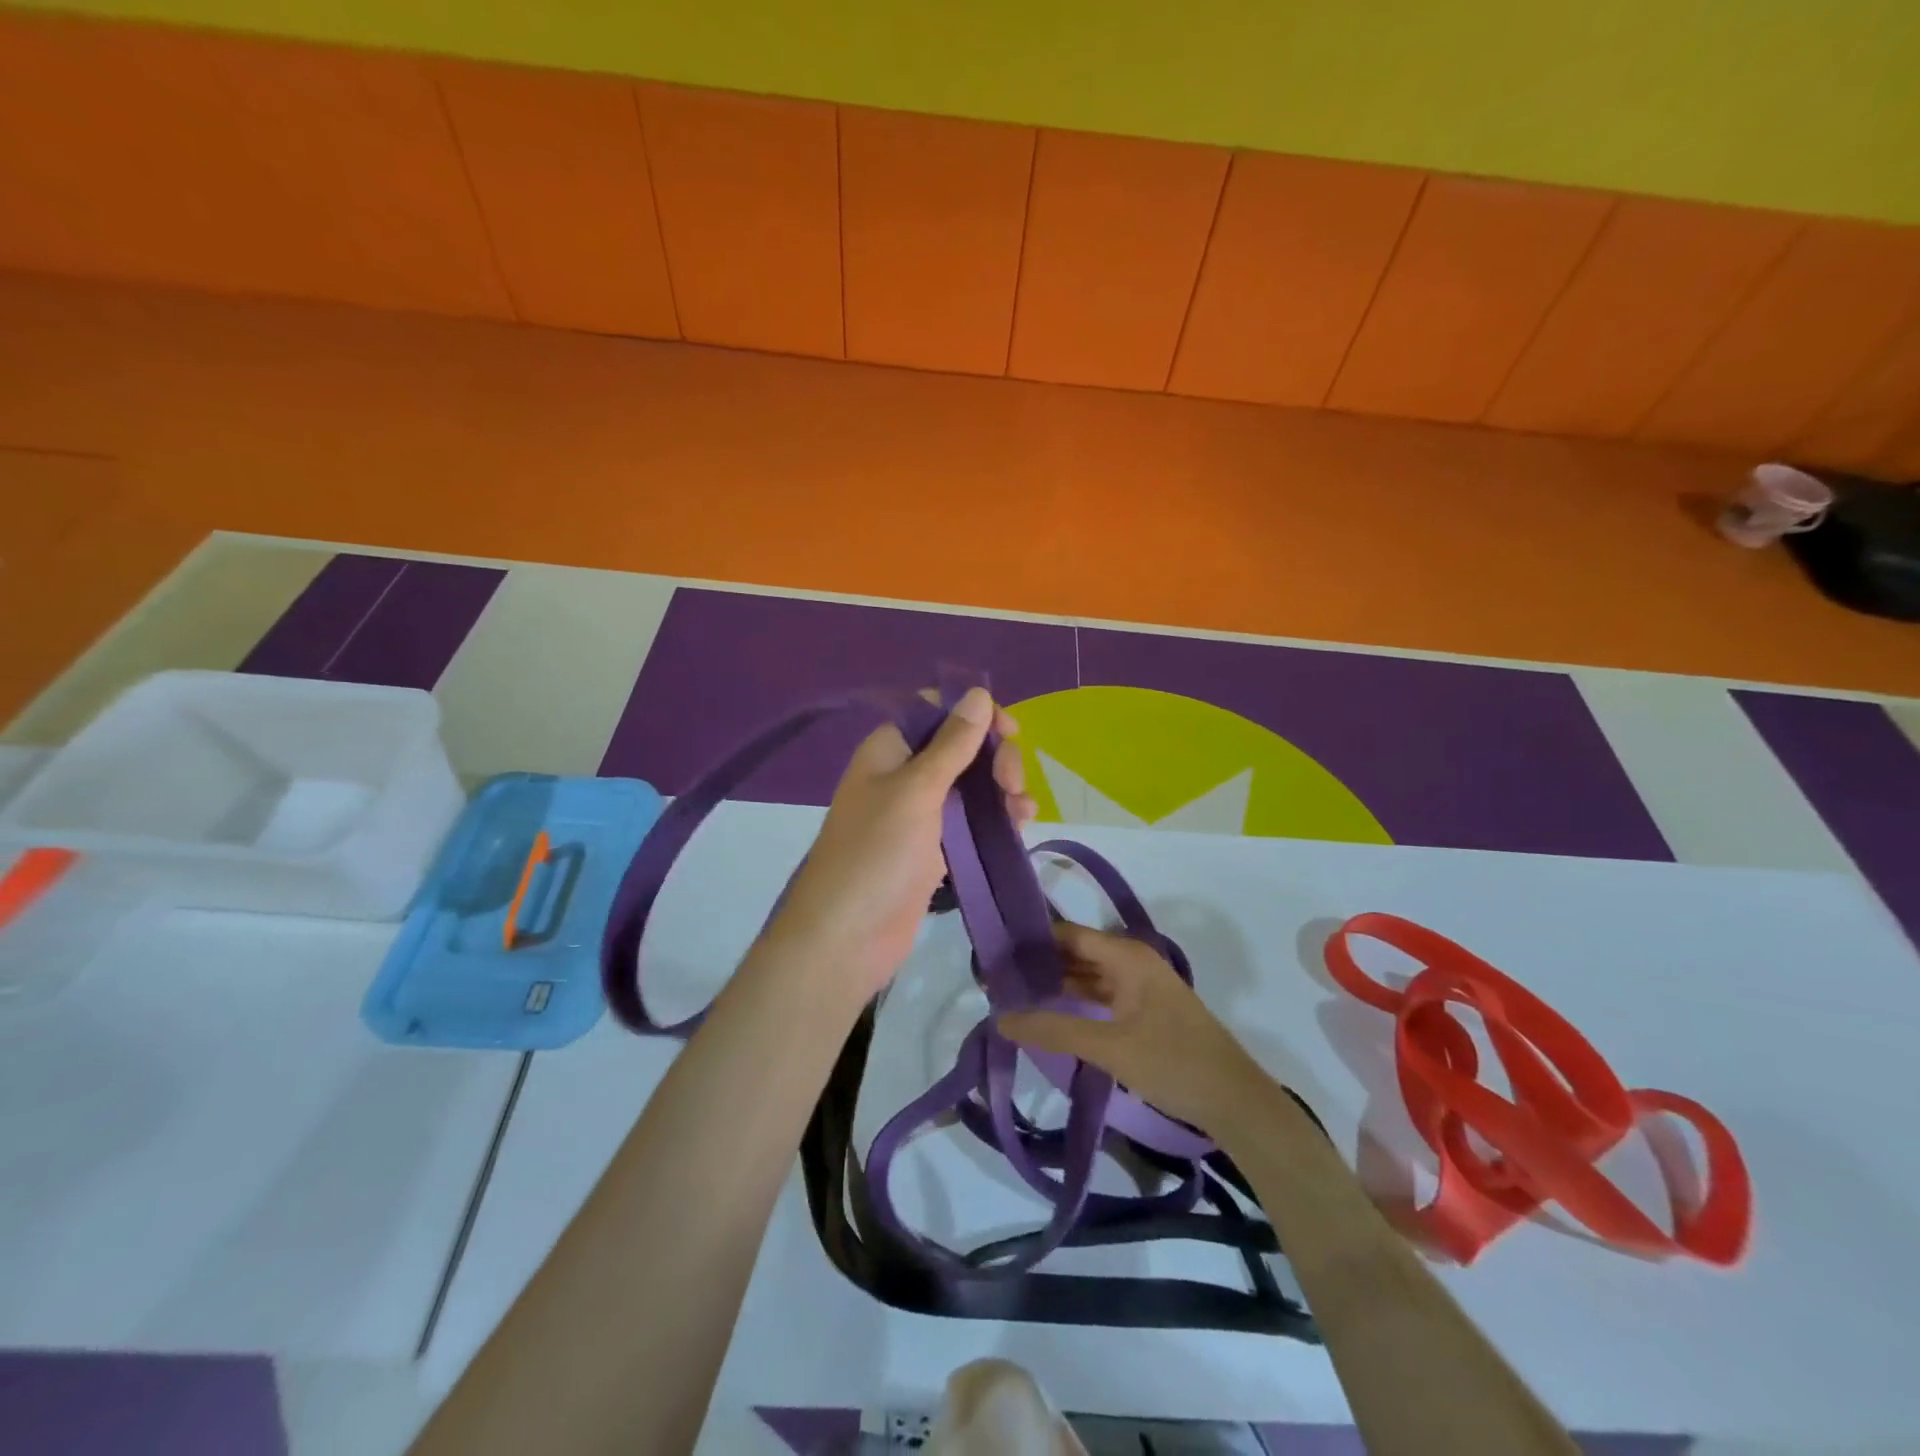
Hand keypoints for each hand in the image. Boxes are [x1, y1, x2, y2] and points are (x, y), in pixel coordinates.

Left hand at [762, 686, 1035, 1000]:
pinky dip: (996, 820)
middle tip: (1013, 786)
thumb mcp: (916, 791)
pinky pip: (972, 822)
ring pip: (972, 786)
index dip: (974, 715)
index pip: (936, 712)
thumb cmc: (876, 854)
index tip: (1010, 731)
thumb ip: (951, 744)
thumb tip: (978, 694)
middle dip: (995, 758)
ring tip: (1022, 811)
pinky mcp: (934, 850)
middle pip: (961, 748)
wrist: (847, 937)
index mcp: (890, 750)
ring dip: (1002, 791)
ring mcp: (920, 815)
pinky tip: (1020, 827)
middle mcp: (904, 776)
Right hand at [997, 921, 1268, 1134]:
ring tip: (1012, 994)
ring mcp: (1140, 986)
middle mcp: (1132, 961)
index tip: (994, 953)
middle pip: (1076, 953)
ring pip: (1088, 976)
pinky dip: (1075, 1001)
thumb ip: (1055, 1030)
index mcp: (1127, 955)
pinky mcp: (1143, 1010)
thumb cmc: (1173, 1062)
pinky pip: (1100, 996)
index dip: (1032, 941)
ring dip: (1055, 984)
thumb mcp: (1110, 1046)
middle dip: (1039, 963)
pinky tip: (1049, 1013)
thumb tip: (1001, 1019)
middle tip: (994, 978)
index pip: (1068, 935)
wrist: (1235, 1102)